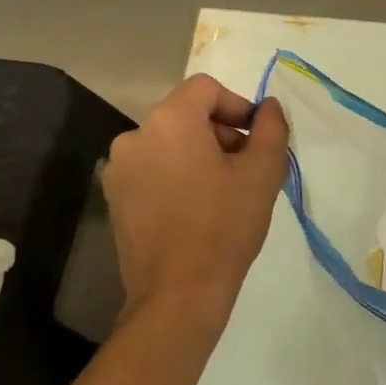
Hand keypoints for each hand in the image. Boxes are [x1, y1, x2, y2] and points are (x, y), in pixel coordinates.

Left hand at [101, 74, 289, 329]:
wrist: (178, 296)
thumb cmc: (225, 226)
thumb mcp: (262, 172)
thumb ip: (271, 127)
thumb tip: (267, 106)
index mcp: (169, 120)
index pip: (207, 88)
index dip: (237, 106)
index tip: (256, 140)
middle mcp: (136, 135)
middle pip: (187, 114)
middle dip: (220, 133)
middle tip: (245, 169)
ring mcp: (120, 168)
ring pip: (169, 143)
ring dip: (199, 155)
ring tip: (223, 192)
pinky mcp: (115, 198)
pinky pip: (152, 169)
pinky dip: (176, 176)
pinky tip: (195, 210)